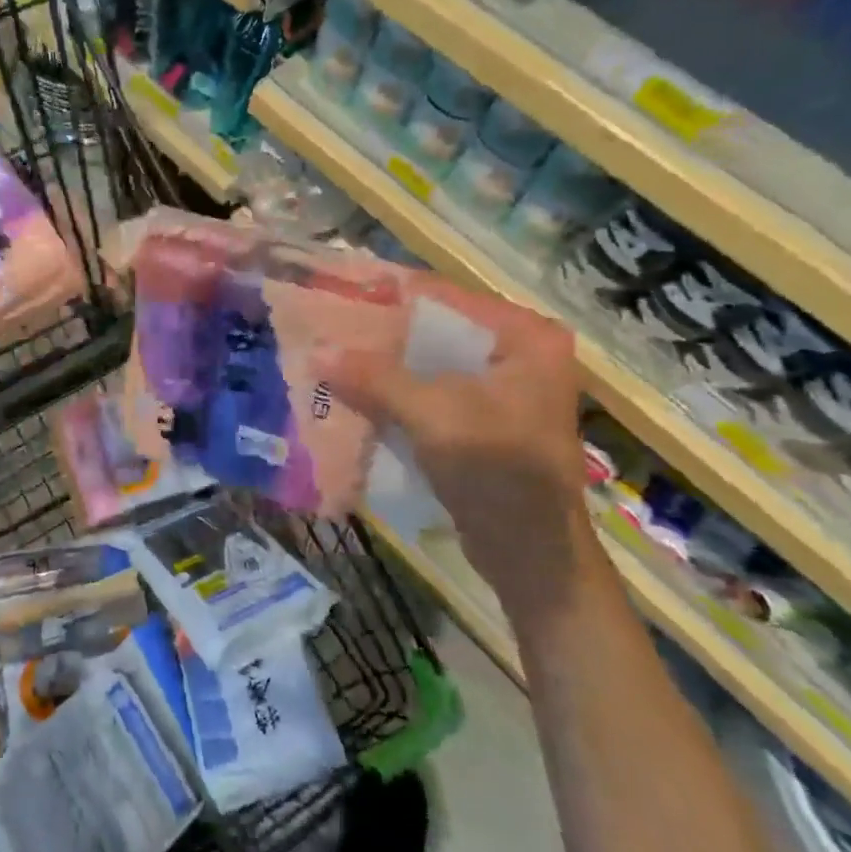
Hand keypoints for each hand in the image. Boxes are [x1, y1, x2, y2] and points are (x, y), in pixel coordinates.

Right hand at [321, 280, 598, 633]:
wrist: (534, 558)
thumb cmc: (498, 472)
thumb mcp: (434, 416)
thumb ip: (375, 378)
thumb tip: (315, 351)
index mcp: (524, 336)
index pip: (443, 296)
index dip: (387, 295)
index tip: (334, 293)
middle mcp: (517, 352)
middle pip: (432, 329)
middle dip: (378, 334)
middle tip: (323, 328)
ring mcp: (500, 388)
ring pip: (426, 363)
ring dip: (381, 366)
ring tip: (328, 356)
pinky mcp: (482, 420)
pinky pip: (429, 392)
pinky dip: (394, 393)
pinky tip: (352, 393)